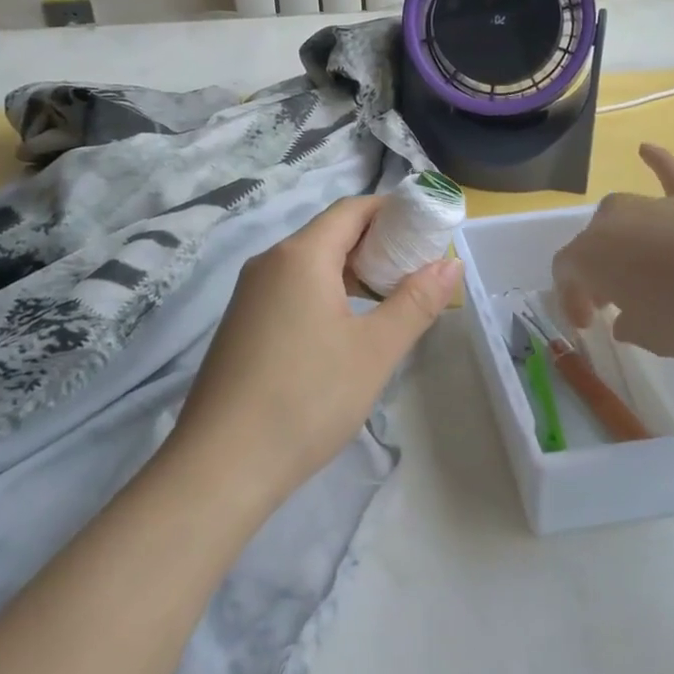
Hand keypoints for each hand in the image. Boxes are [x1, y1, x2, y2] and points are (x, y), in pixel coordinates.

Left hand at [170, 195, 460, 509]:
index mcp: (300, 255)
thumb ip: (416, 302)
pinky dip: (325, 292)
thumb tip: (451, 264)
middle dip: (377, 244)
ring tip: (389, 299)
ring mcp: (250, 294)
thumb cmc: (307, 398)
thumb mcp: (374, 351)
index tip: (428, 230)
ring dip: (352, 271)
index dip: (393, 212)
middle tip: (417, 270)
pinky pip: (291, 289)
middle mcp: (270, 262)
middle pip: (330, 233)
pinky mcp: (242, 324)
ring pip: (310, 263)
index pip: (352, 209)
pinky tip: (345, 328)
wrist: (221, 465)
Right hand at [552, 144, 673, 360]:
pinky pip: (668, 177)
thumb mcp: (656, 338)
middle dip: (597, 272)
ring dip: (624, 242)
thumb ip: (632, 326)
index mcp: (591, 256)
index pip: (566, 272)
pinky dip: (657, 164)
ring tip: (640, 269)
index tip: (590, 324)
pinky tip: (646, 149)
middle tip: (614, 302)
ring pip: (624, 219)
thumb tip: (628, 316)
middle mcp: (613, 222)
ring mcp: (653, 206)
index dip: (571, 298)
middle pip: (593, 243)